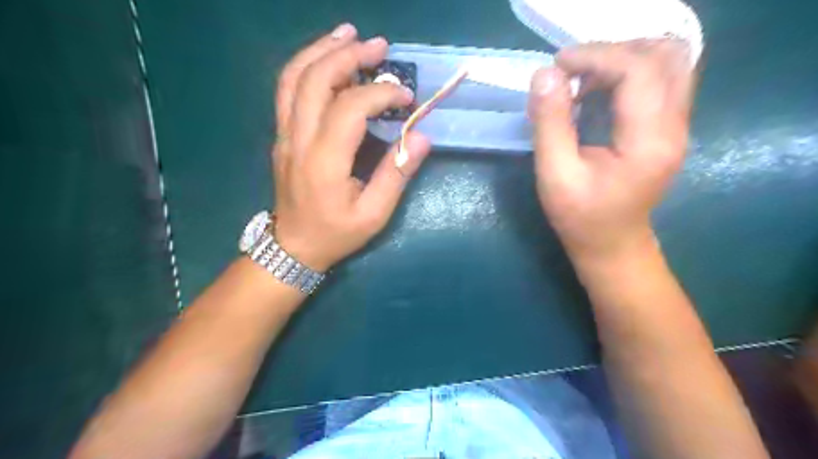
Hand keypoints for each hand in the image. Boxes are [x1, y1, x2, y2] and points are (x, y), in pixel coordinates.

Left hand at [272, 24, 434, 272]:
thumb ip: (396, 175)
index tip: (406, 97)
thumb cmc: (336, 233)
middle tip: (380, 46)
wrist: (293, 247)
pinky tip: (326, 56)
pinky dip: (307, 64)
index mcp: (324, 162)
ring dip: (322, 50)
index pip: (349, 108)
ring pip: (293, 77)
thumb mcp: (374, 214)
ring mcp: (284, 134)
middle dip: (349, 55)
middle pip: (315, 80)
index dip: (380, 93)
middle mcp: (298, 140)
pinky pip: (287, 89)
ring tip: (349, 34)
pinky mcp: (282, 134)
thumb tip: (421, 137)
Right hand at [532, 39, 695, 264]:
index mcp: (649, 140)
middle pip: (666, 55)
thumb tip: (544, 74)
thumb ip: (550, 123)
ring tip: (584, 79)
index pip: (639, 70)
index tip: (557, 66)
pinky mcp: (669, 127)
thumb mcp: (555, 174)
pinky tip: (597, 92)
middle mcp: (675, 126)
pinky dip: (628, 72)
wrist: (612, 245)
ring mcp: (677, 126)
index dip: (596, 56)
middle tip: (574, 70)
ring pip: (668, 62)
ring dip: (623, 59)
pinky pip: (660, 79)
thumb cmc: (581, 217)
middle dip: (614, 51)